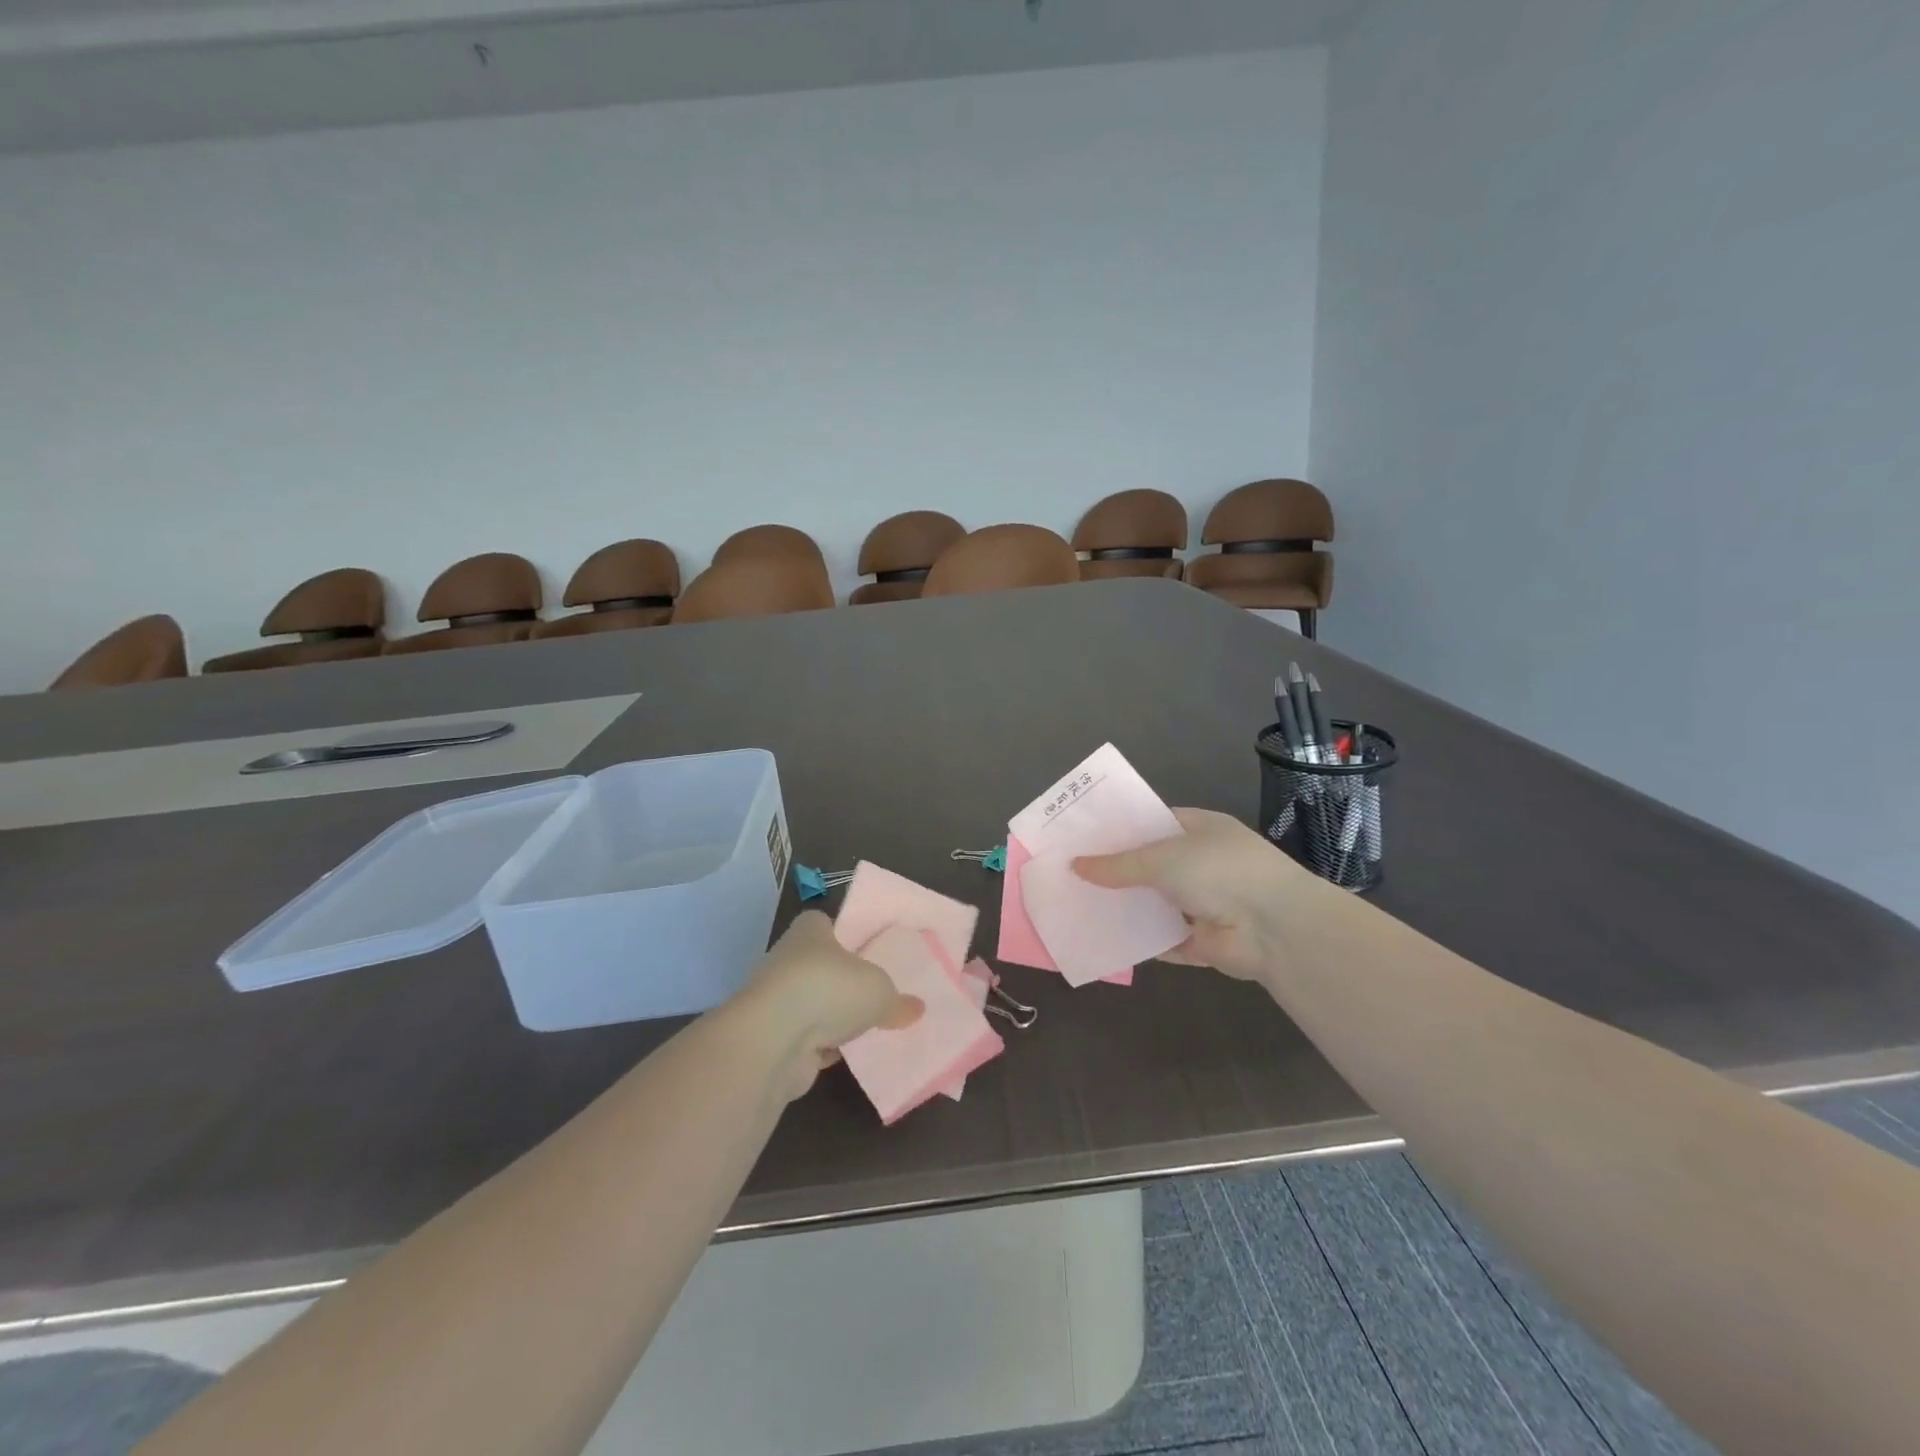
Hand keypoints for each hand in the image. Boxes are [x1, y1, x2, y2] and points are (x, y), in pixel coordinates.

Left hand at [732, 911, 922, 1100]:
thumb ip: (898, 1000)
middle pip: (820, 965)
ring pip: (812, 1004)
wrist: (772, 1041)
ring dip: (832, 1017)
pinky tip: (846, 1055)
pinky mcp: (773, 1037)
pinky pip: (806, 1038)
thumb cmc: (828, 990)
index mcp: (810, 931)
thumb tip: (917, 1008)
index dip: (845, 934)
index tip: (867, 950)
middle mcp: (788, 959)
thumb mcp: (879, 990)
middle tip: (875, 992)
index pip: (825, 924)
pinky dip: (822, 1046)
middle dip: (842, 981)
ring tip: (866, 1027)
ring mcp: (777, 1000)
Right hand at [1072, 808, 1314, 981]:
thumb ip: (1118, 865)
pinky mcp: (1201, 941)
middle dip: (1114, 871)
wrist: (1275, 928)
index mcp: (1199, 829)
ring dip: (1124, 907)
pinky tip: (1101, 939)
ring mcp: (1203, 903)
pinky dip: (1138, 941)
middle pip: (1149, 866)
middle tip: (1069, 874)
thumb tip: (1075, 865)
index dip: (1119, 830)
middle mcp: (1202, 863)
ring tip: (1076, 906)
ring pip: (1153, 904)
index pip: (1152, 823)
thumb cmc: (1220, 871)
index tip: (1082, 836)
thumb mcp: (1162, 858)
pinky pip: (1161, 939)